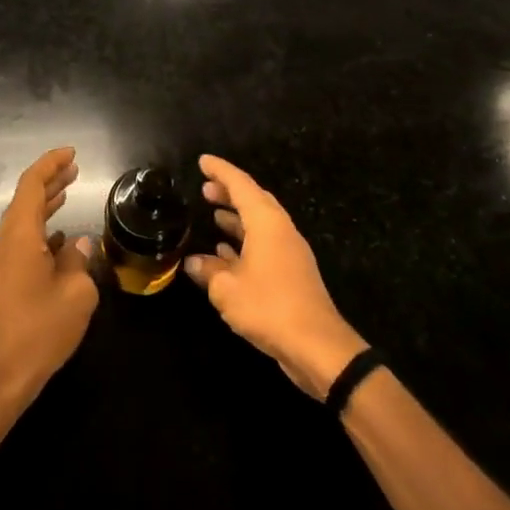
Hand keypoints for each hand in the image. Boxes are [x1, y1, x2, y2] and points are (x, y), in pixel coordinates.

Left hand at [0, 147, 97, 409]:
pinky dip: (41, 230)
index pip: (32, 184)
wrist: (0, 374)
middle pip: (25, 199)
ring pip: (23, 221)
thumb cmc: (40, 329)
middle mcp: (5, 241)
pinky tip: (61, 239)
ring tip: (68, 192)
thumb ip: (79, 262)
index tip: (72, 153)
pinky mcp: (2, 281)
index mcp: (20, 235)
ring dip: (45, 204)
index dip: (51, 164)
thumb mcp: (76, 294)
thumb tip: (78, 246)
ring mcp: (0, 262)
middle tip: (74, 168)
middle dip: (50, 180)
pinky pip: (22, 241)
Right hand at [183, 154, 370, 400]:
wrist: (317, 347)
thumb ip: (208, 271)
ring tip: (213, 214)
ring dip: (237, 218)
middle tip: (205, 188)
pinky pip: (263, 246)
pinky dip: (244, 243)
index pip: (241, 185)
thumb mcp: (227, 289)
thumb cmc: (269, 307)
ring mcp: (288, 253)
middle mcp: (280, 231)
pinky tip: (225, 253)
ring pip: (259, 225)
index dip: (220, 171)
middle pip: (254, 201)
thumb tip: (192, 262)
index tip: (202, 161)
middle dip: (229, 192)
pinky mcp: (291, 275)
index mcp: (267, 223)